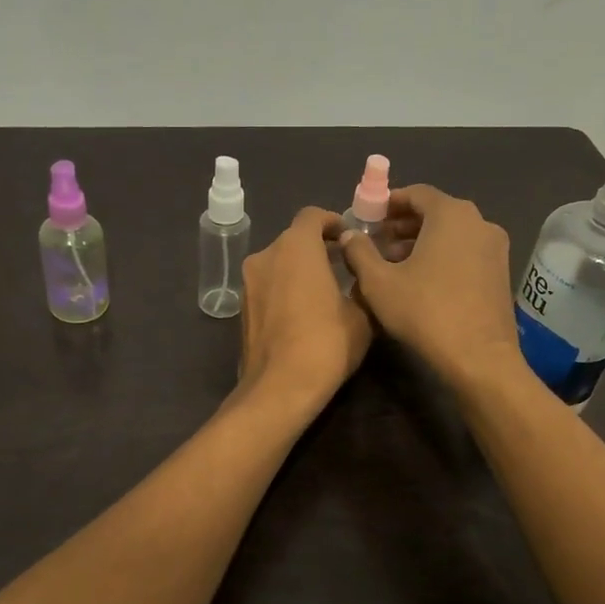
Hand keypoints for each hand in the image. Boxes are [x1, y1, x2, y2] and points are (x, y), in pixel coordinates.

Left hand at [237, 207, 372, 411]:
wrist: (279, 388)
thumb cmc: (326, 343)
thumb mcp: (362, 315)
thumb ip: (362, 286)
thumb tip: (361, 277)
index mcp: (295, 247)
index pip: (312, 216)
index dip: (333, 222)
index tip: (349, 238)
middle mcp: (266, 256)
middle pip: (293, 239)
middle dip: (317, 248)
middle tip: (342, 265)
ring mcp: (248, 283)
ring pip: (278, 263)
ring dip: (299, 269)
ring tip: (325, 291)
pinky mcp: (242, 309)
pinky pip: (267, 286)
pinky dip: (284, 289)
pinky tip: (303, 313)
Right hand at [337, 185, 520, 389]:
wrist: (479, 358)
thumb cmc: (425, 312)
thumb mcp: (378, 283)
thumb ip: (359, 252)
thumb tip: (349, 235)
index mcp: (451, 214)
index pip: (416, 193)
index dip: (388, 203)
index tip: (367, 218)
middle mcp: (479, 222)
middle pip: (435, 212)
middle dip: (402, 225)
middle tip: (375, 242)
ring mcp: (495, 248)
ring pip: (451, 234)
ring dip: (420, 242)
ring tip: (392, 264)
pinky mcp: (501, 273)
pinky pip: (465, 252)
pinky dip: (442, 256)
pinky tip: (420, 281)